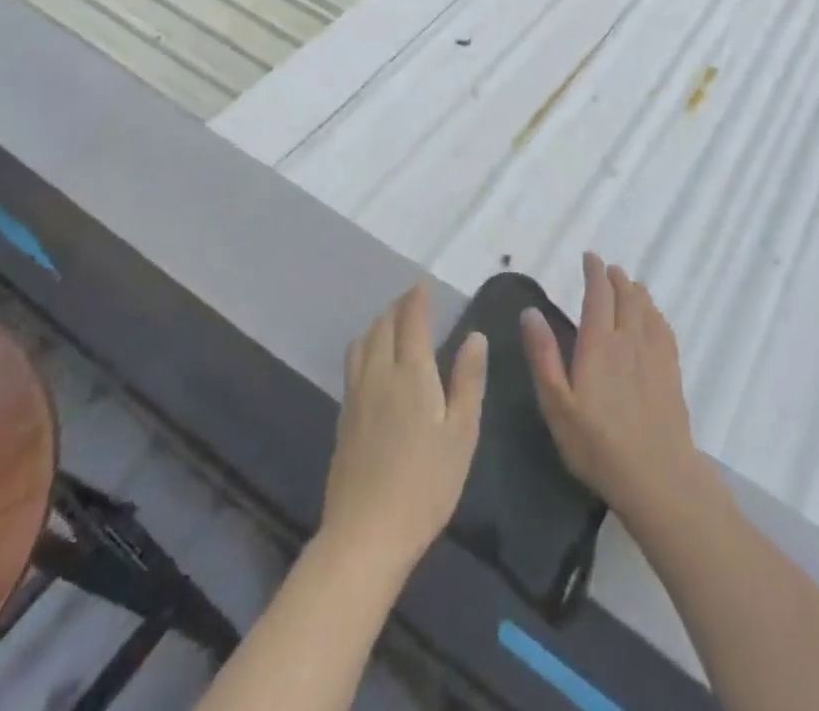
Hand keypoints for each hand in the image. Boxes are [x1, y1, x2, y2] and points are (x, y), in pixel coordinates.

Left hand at [320, 282, 487, 583]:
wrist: (365, 534)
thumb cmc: (426, 485)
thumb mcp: (461, 434)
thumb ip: (468, 381)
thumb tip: (475, 336)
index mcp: (412, 373)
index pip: (412, 321)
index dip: (417, 299)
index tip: (423, 284)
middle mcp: (379, 374)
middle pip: (383, 326)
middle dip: (398, 307)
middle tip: (412, 301)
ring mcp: (356, 396)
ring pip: (362, 343)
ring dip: (377, 324)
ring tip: (391, 325)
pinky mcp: (343, 418)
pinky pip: (353, 364)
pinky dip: (365, 347)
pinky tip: (372, 363)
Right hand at [523, 253, 707, 529]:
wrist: (657, 477)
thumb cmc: (597, 444)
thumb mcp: (557, 404)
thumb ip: (543, 356)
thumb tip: (530, 312)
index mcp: (598, 343)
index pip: (598, 294)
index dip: (594, 272)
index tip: (590, 257)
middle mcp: (629, 339)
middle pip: (626, 296)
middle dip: (616, 277)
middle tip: (608, 268)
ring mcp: (654, 355)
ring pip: (647, 309)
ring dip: (637, 291)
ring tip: (630, 284)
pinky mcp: (671, 372)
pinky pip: (664, 329)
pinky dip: (656, 314)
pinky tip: (654, 318)